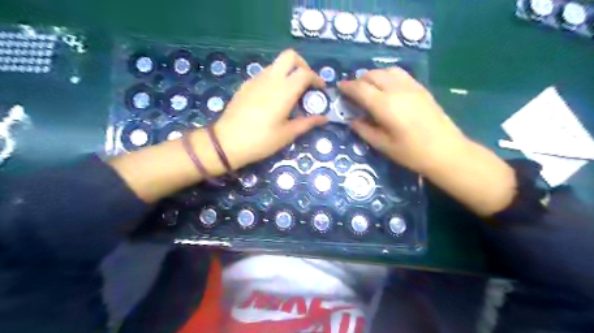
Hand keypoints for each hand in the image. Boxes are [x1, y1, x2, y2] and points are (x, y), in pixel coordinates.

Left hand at [212, 50, 326, 168]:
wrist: (227, 142)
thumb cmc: (261, 140)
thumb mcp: (287, 134)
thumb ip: (308, 123)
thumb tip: (325, 118)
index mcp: (284, 90)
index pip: (305, 73)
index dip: (316, 78)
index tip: (320, 89)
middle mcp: (271, 79)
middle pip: (290, 56)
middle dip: (302, 65)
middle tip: (306, 82)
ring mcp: (256, 79)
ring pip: (276, 65)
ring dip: (287, 72)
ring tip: (290, 93)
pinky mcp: (246, 85)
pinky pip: (264, 74)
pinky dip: (274, 79)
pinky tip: (273, 98)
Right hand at [339, 69, 515, 217]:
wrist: (446, 151)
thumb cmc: (412, 153)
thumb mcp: (383, 145)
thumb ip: (364, 130)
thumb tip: (353, 120)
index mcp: (385, 105)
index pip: (360, 89)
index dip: (347, 87)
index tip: (339, 88)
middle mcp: (397, 90)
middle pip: (372, 75)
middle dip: (359, 81)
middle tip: (353, 93)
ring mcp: (411, 86)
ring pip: (386, 70)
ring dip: (373, 76)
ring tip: (369, 88)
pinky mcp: (421, 88)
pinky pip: (400, 74)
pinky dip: (387, 76)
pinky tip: (387, 88)